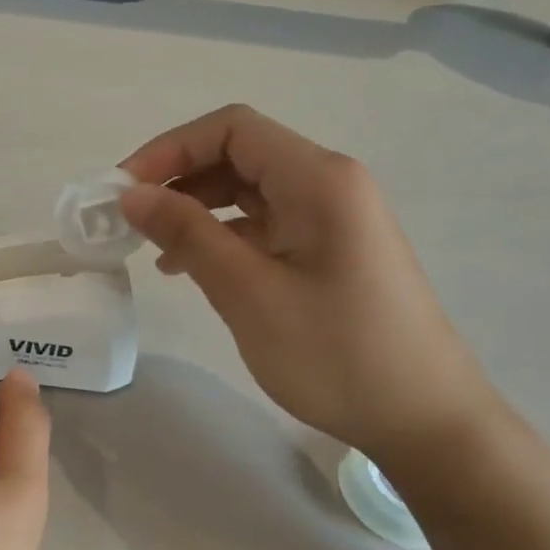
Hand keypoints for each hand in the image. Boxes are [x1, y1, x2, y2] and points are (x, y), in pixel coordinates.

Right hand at [119, 104, 499, 462]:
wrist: (425, 420)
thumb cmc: (336, 354)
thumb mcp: (249, 292)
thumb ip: (188, 234)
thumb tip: (131, 194)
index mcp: (318, 180)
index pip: (231, 129)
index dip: (170, 148)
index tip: (124, 190)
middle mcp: (329, 184)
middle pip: (239, 154)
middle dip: (178, 178)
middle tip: (128, 219)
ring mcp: (332, 218)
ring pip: (248, 190)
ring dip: (196, 208)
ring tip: (152, 247)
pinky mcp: (329, 250)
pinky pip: (264, 224)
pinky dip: (222, 235)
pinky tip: (191, 268)